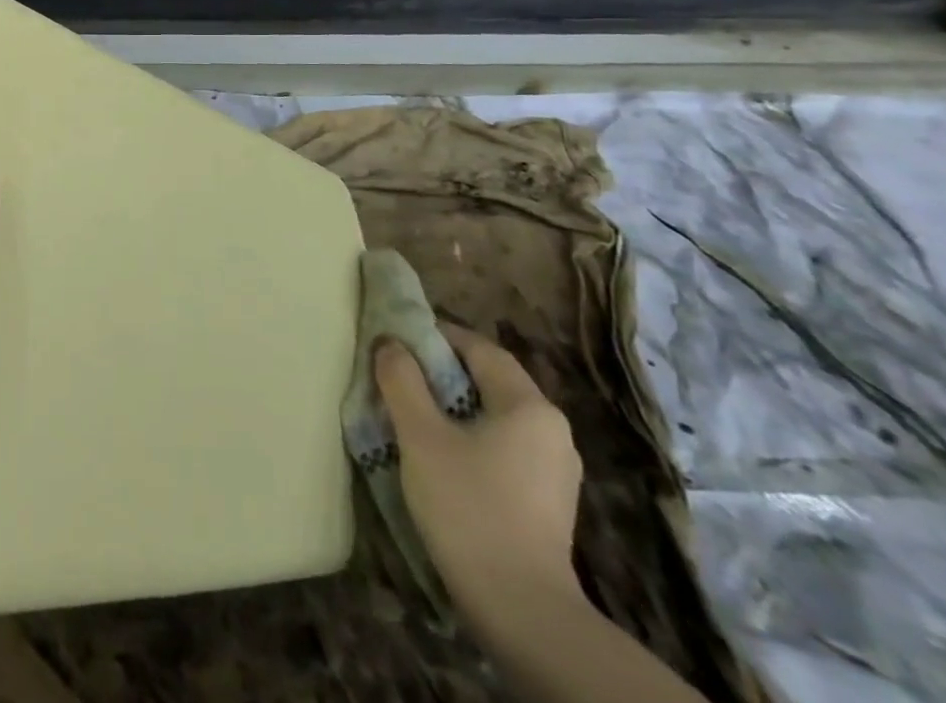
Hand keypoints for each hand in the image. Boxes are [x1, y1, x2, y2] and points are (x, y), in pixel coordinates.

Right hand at [375, 324, 584, 632]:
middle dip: (440, 371)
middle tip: (396, 374)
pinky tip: (440, 456)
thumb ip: (402, 379)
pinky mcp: (548, 501)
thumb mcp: (420, 434)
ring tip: (410, 414)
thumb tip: (390, 343)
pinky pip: (503, 447)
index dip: (435, 335)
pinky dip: (470, 437)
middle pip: (488, 380)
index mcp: (529, 406)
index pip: (479, 348)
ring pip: (494, 415)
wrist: (521, 609)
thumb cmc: (469, 506)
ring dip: (453, 406)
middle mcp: (552, 430)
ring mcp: (555, 469)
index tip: (396, 338)